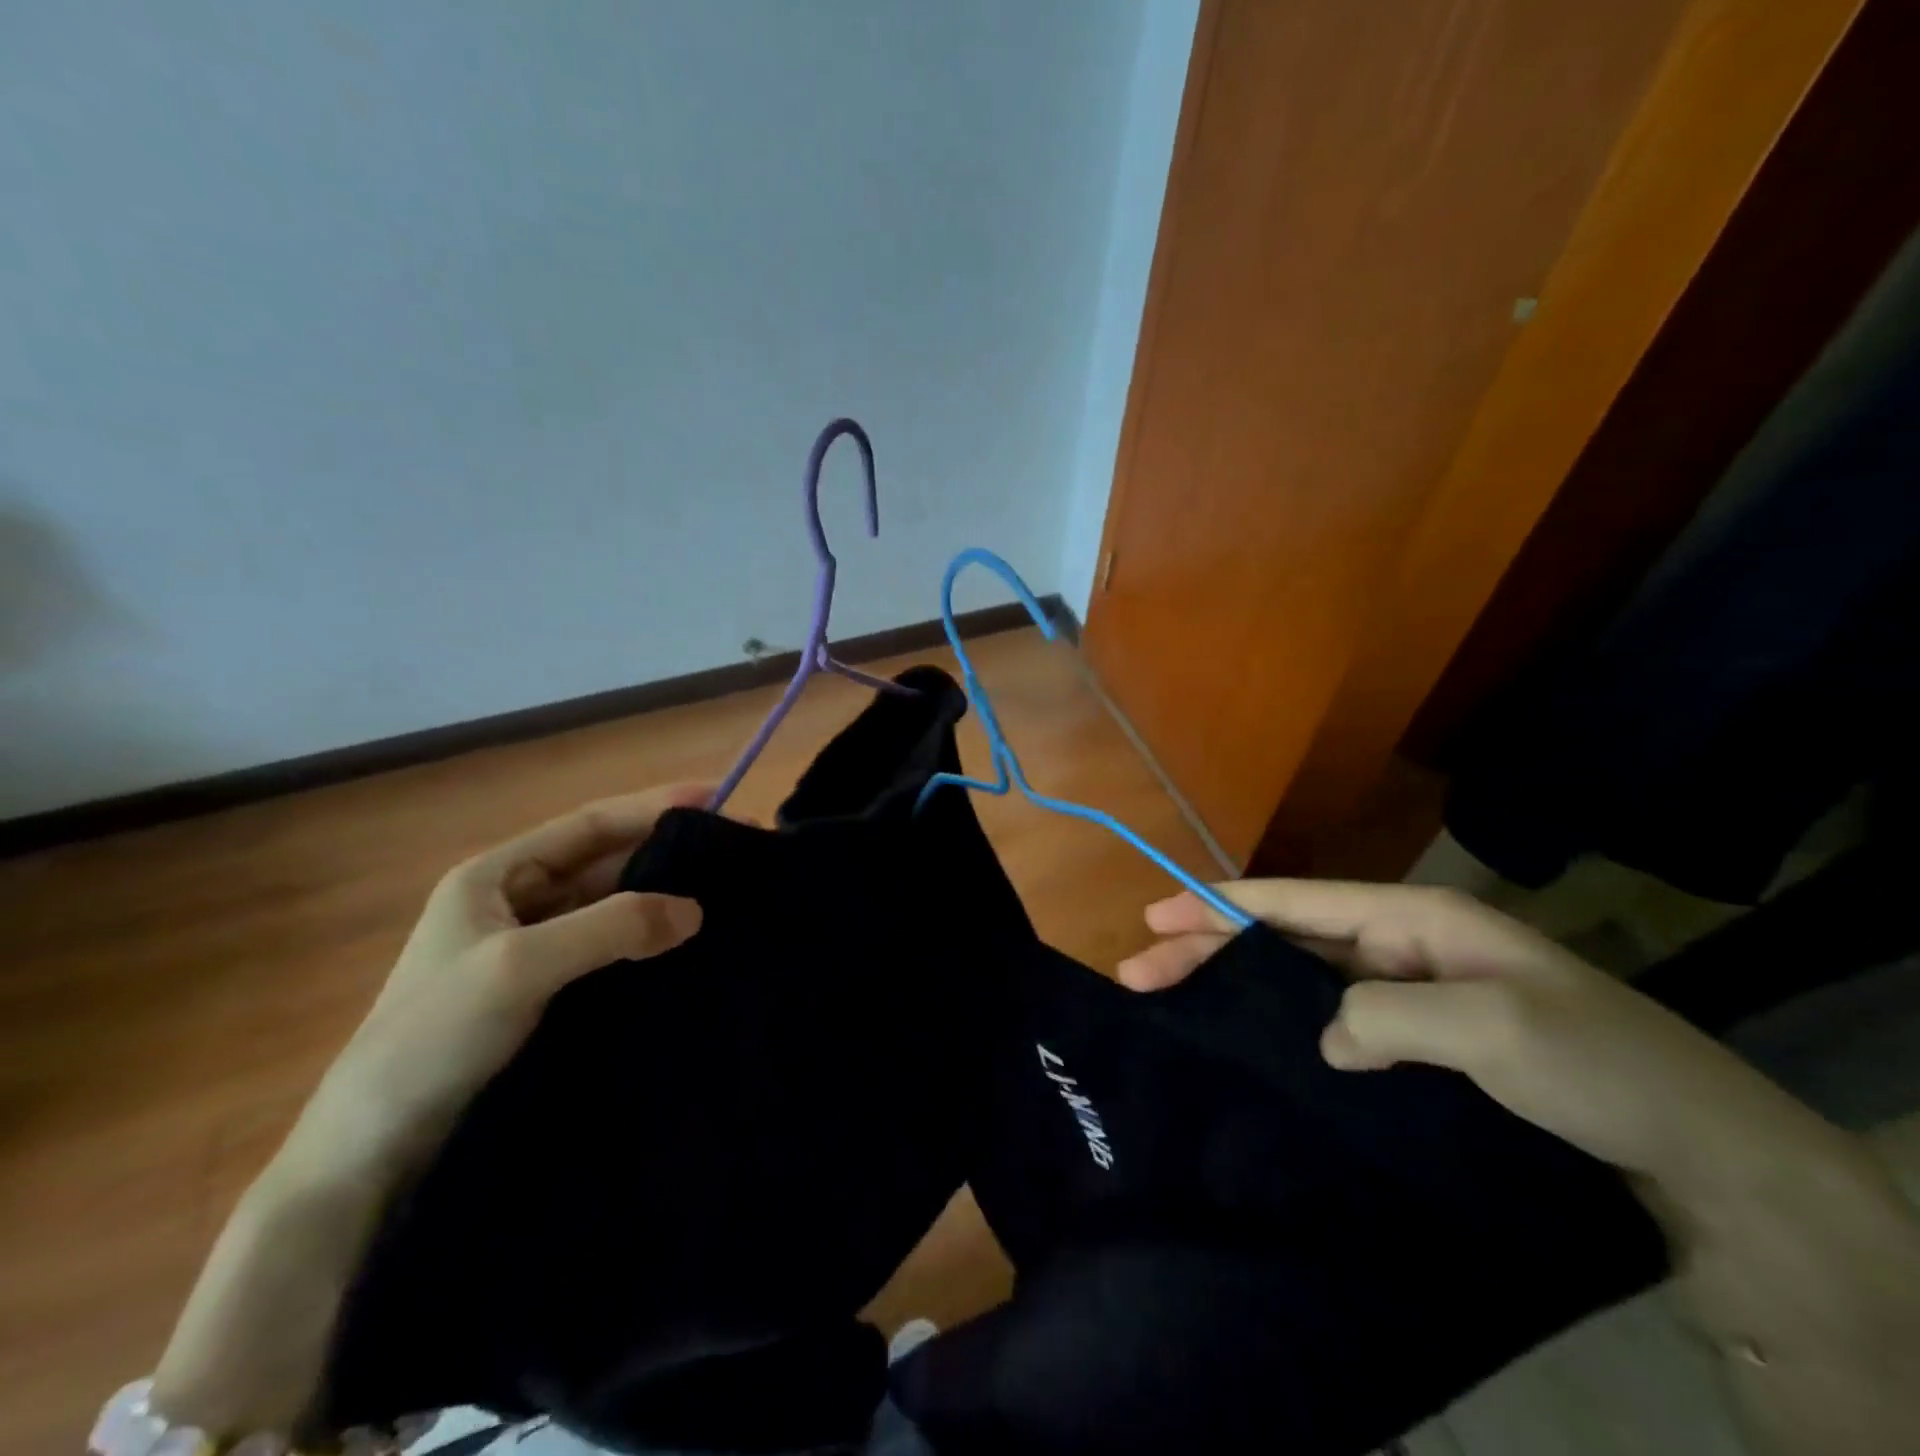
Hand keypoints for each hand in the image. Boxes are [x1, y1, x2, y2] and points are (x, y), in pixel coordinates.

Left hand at [295, 784, 710, 1173]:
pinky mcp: (547, 995)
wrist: (368, 1156)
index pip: (590, 824)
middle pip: (606, 863)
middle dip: (667, 852)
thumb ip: (610, 927)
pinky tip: (687, 948)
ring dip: (662, 899)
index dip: (653, 806)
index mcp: (496, 876)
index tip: (719, 798)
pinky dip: (648, 942)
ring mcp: (532, 951)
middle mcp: (516, 903)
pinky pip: (610, 951)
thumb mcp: (519, 967)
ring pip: (611, 908)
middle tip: (735, 852)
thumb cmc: (430, 1040)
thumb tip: (695, 910)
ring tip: (727, 896)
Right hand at [1122, 880, 1919, 1455]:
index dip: (1222, 905)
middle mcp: (1400, 943)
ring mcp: (1407, 990)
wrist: (1700, 1144)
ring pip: (1298, 977)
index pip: (1296, 903)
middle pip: (1284, 938)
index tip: (1157, 912)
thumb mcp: (1492, 1029)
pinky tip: (1249, 1039)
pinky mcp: (1415, 1037)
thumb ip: (1387, 1016)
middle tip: (1140, 968)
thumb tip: (1322, 1036)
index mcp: (1412, 918)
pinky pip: (1330, 1017)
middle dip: (1210, 948)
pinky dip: (1280, 1022)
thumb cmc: (1595, 1061)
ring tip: (1172, 996)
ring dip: (1235, 985)